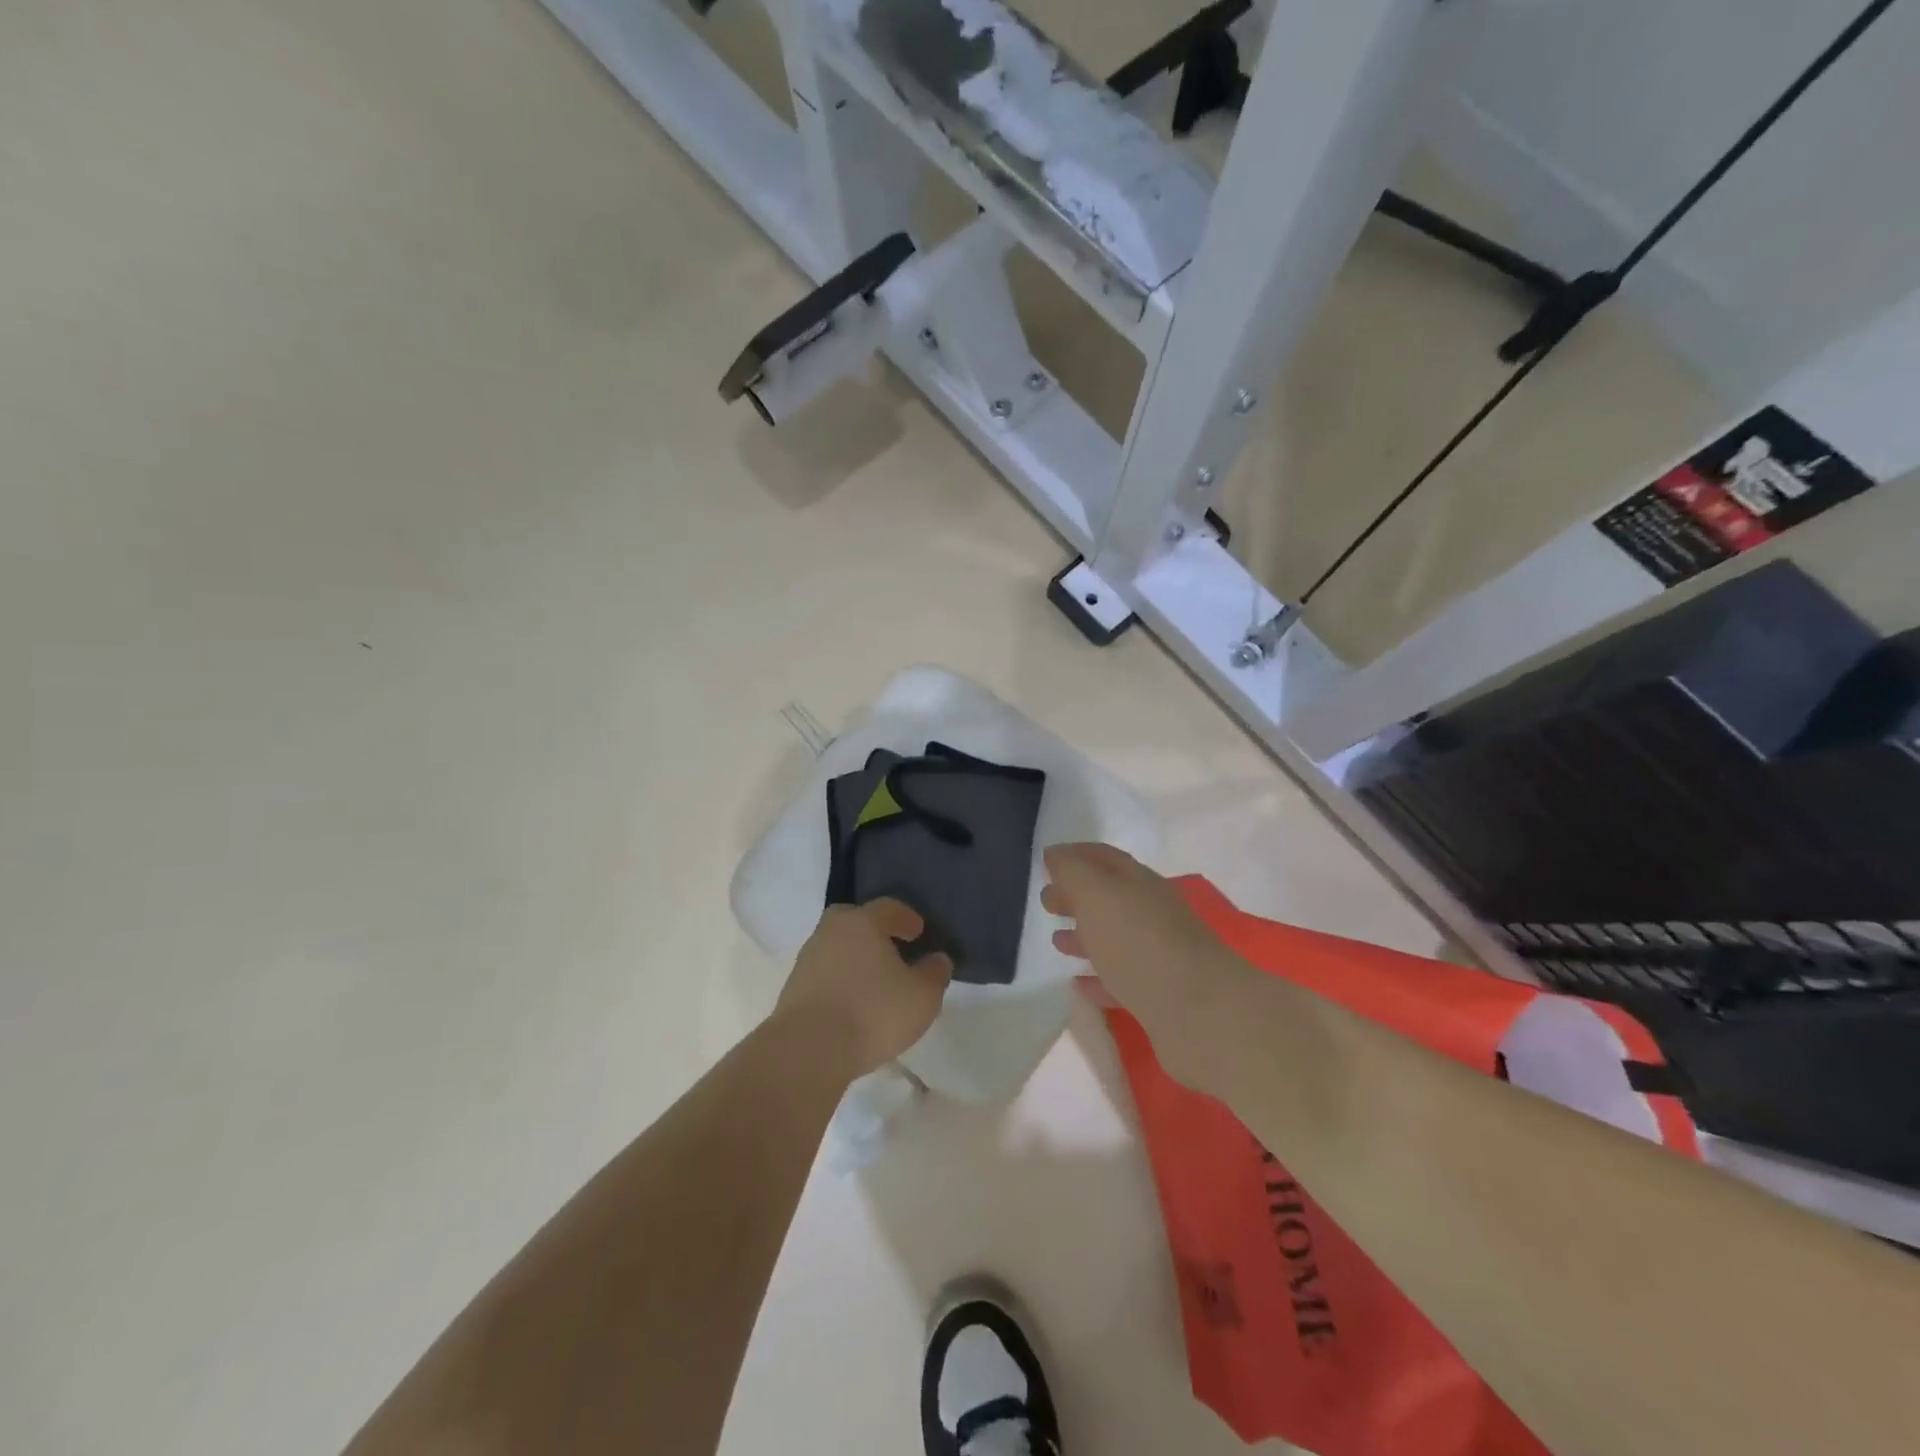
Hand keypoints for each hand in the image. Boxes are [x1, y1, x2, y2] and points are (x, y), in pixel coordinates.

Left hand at [776, 900, 952, 1080]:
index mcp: (862, 922)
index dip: (906, 918)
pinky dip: (838, 982)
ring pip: (836, 948)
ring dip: (853, 959)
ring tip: (873, 983)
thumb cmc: (872, 1012)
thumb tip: (937, 959)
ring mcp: (807, 960)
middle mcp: (831, 932)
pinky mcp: (793, 990)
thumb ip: (934, 973)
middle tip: (891, 949)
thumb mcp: (922, 996)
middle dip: (872, 931)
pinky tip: (852, 1004)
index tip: (919, 932)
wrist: (807, 1050)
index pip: (888, 907)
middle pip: (853, 920)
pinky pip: (824, 975)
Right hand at [1042, 843, 1252, 1085]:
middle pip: (1110, 897)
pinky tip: (1079, 984)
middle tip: (1047, 903)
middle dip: (1078, 895)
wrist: (1200, 1013)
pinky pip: (1122, 979)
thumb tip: (1055, 854)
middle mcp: (1152, 913)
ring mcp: (1159, 955)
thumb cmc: (1140, 943)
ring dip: (1086, 935)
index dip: (1076, 855)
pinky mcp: (1160, 996)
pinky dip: (1099, 977)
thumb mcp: (1097, 894)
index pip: (1105, 858)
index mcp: (1139, 883)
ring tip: (1057, 942)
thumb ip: (1073, 871)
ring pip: (1116, 937)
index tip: (1047, 861)